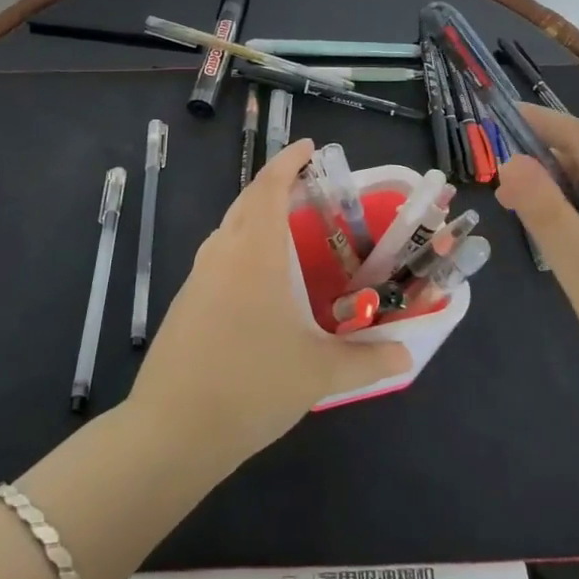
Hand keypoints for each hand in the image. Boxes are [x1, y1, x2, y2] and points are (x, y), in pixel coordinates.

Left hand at [132, 139, 411, 464]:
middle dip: (275, 186)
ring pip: (229, 229)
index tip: (310, 148)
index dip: (288, 161)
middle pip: (247, 201)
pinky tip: (260, 283)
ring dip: (256, 217)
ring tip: (289, 233)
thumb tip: (406, 355)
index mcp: (255, 252)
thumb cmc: (251, 385)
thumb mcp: (318, 374)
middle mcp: (223, 252)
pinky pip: (218, 257)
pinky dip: (242, 248)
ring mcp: (198, 277)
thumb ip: (366, 361)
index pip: (269, 186)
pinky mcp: (185, 302)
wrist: (172, 429)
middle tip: (309, 190)